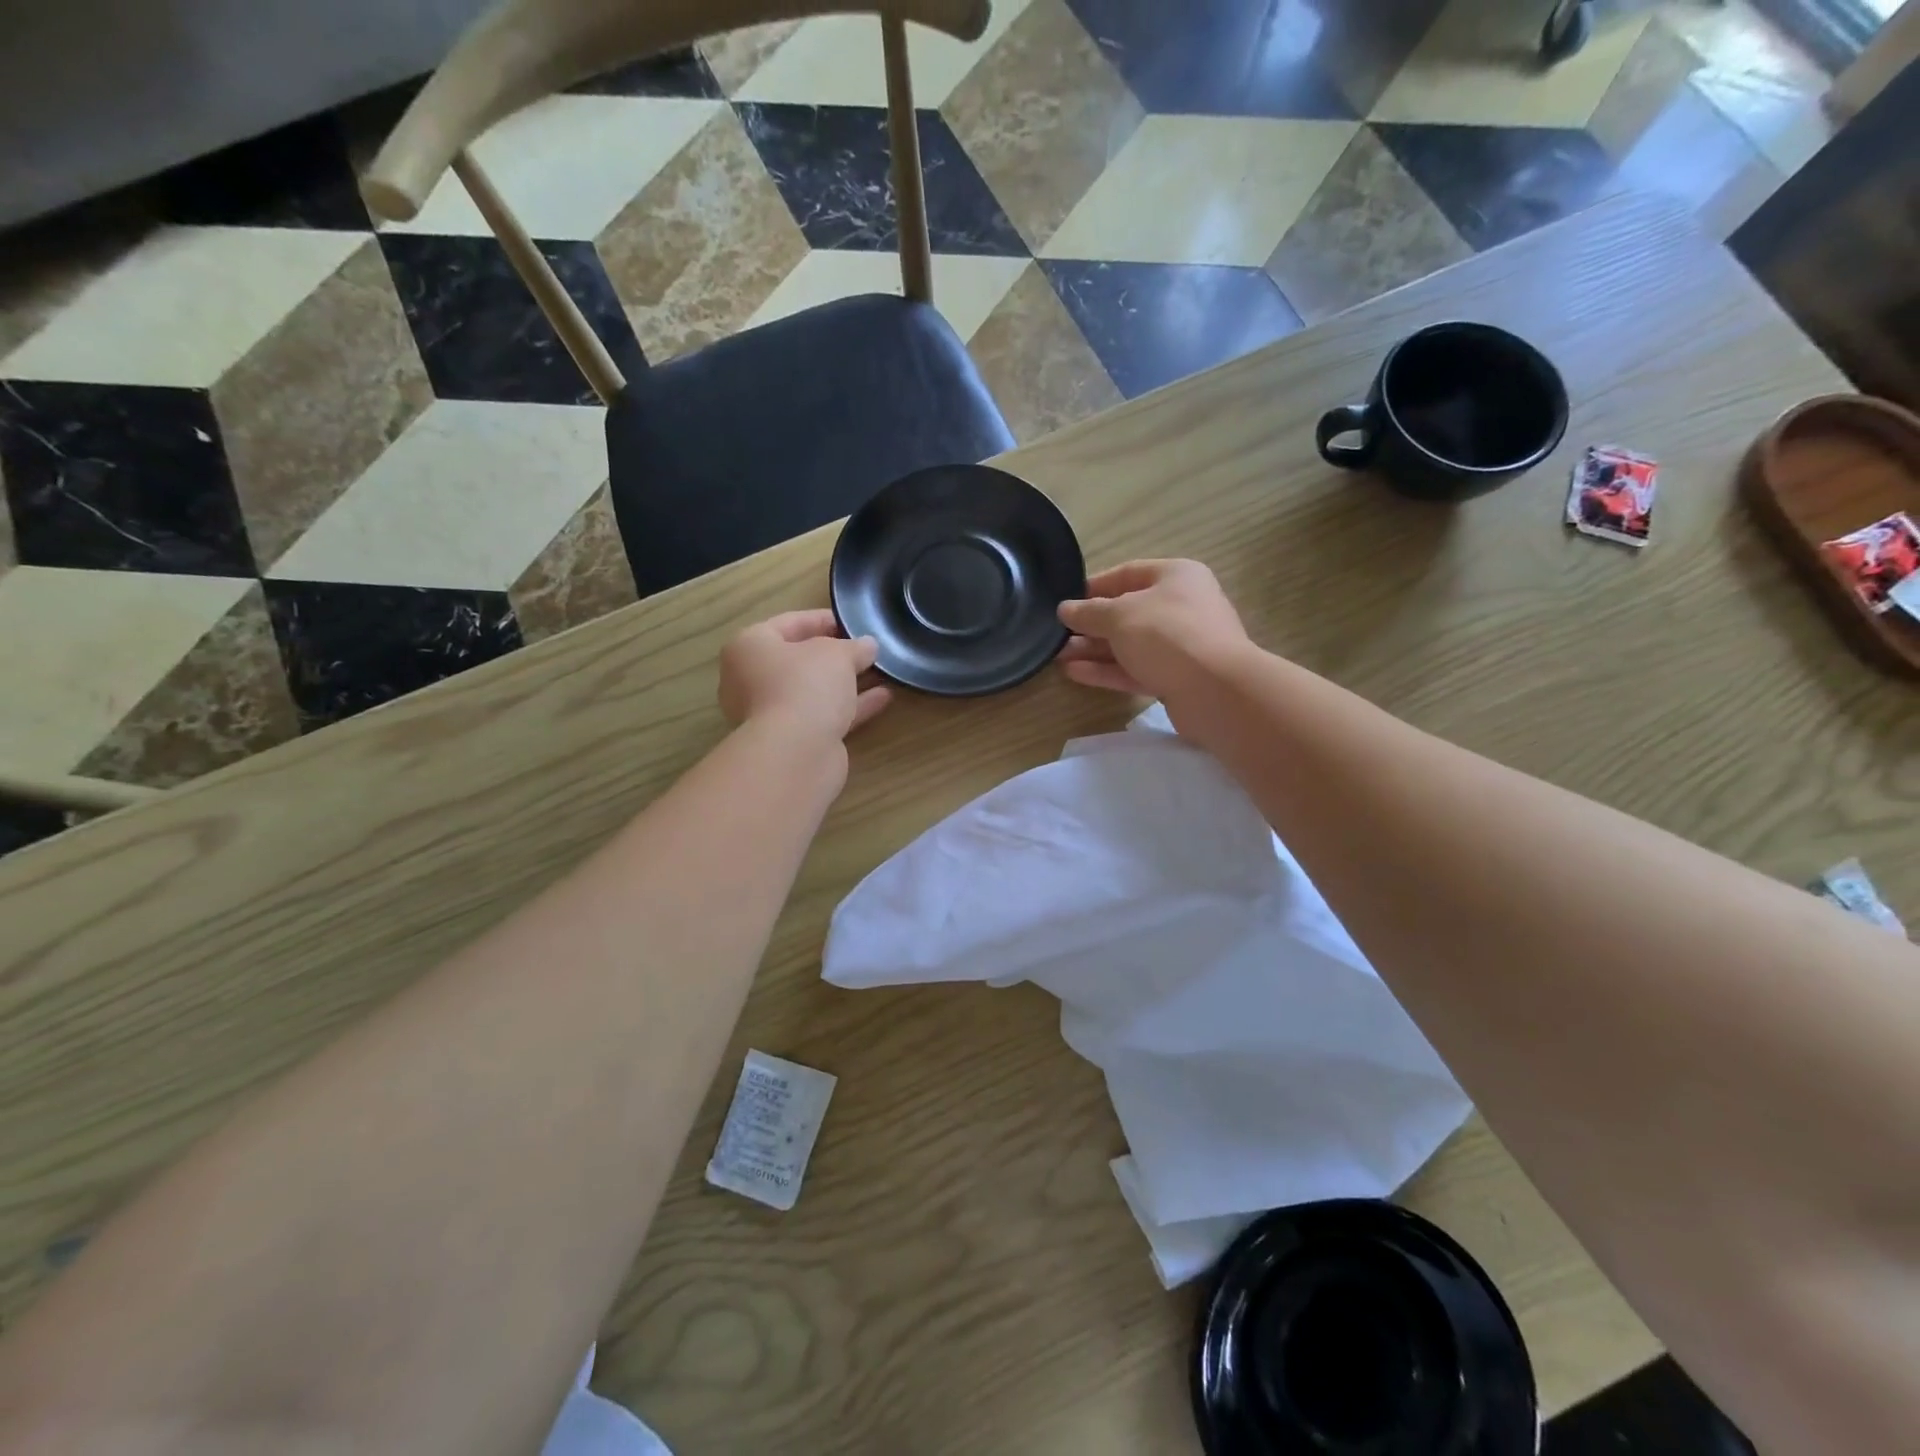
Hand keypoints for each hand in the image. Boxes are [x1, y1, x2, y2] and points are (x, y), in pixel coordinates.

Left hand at [719, 609, 890, 743]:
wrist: (795, 752)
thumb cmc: (806, 685)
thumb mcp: (837, 653)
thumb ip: (855, 646)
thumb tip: (868, 646)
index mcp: (750, 647)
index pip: (788, 623)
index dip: (823, 619)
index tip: (853, 620)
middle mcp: (752, 679)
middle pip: (799, 660)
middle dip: (835, 655)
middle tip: (866, 648)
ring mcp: (771, 713)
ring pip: (814, 690)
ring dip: (846, 682)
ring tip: (880, 671)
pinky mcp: (793, 740)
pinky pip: (824, 715)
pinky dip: (851, 706)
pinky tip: (883, 697)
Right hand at [1056, 559, 1250, 703]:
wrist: (1216, 690)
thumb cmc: (1167, 635)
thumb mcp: (1119, 615)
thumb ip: (1089, 612)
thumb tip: (1065, 609)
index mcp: (1176, 577)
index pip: (1128, 574)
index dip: (1094, 586)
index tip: (1065, 600)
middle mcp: (1181, 606)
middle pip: (1127, 612)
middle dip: (1091, 624)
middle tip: (1057, 634)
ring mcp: (1180, 645)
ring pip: (1129, 644)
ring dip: (1094, 650)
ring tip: (1058, 656)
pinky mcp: (1176, 678)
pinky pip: (1135, 669)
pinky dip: (1107, 670)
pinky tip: (1075, 673)